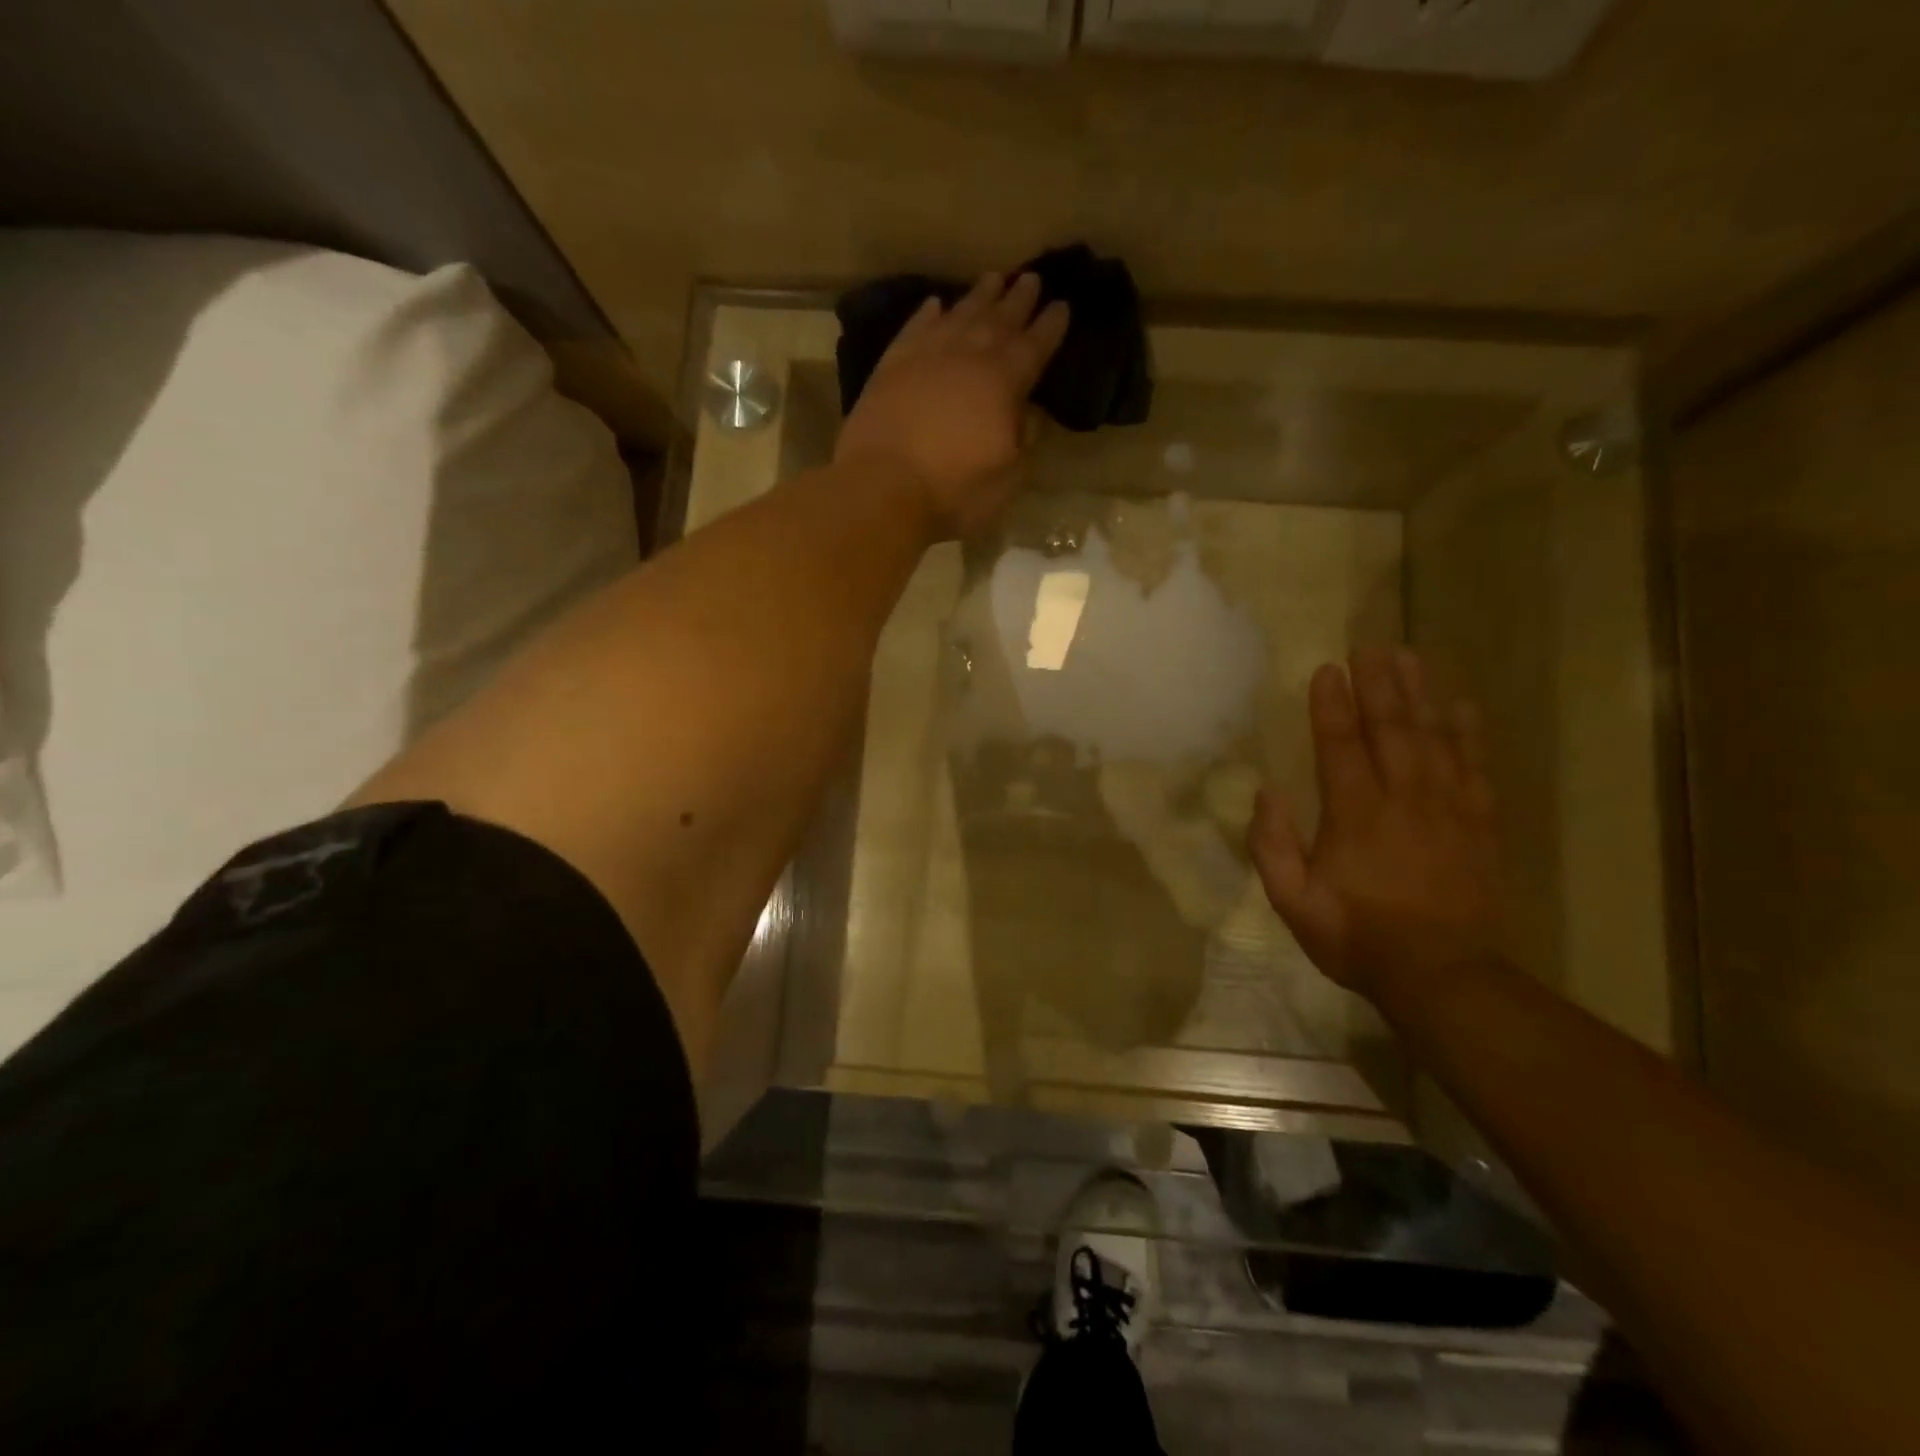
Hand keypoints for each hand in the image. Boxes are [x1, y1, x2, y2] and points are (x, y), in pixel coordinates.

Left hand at [834, 271, 1069, 540]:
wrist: (881, 487)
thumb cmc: (953, 491)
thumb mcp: (1008, 477)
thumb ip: (1025, 440)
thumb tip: (1030, 413)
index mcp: (1003, 383)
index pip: (1034, 347)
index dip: (1050, 327)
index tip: (1063, 305)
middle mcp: (967, 357)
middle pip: (998, 320)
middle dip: (1018, 300)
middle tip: (1031, 278)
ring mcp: (925, 356)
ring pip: (959, 315)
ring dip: (979, 296)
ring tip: (993, 278)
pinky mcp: (890, 366)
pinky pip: (915, 328)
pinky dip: (928, 314)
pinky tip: (936, 305)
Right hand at [1249, 647, 1507, 1003]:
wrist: (1443, 976)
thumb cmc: (1358, 938)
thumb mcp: (1294, 903)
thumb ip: (1273, 846)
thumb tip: (1265, 793)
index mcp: (1355, 815)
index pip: (1341, 745)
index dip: (1332, 705)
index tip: (1326, 669)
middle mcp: (1404, 799)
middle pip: (1392, 728)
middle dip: (1378, 684)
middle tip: (1370, 645)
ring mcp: (1447, 808)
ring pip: (1435, 737)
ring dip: (1421, 694)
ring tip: (1411, 657)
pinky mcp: (1478, 824)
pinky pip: (1475, 766)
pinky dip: (1469, 731)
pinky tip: (1462, 705)